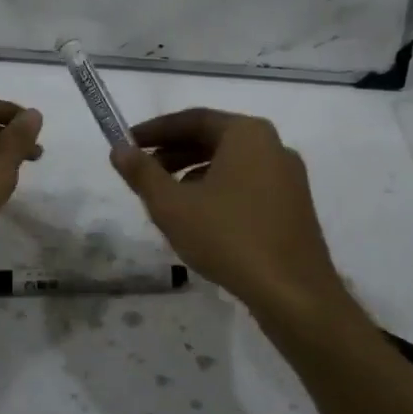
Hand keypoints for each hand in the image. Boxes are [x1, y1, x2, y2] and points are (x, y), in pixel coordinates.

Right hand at [112, 109, 344, 318]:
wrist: (294, 293)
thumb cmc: (228, 238)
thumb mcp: (173, 206)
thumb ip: (142, 174)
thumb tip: (119, 149)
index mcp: (247, 134)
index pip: (192, 119)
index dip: (155, 130)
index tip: (127, 144)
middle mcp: (273, 146)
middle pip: (213, 138)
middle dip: (174, 152)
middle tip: (142, 170)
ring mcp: (288, 176)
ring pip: (230, 163)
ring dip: (193, 173)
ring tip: (166, 197)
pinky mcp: (293, 205)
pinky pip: (247, 184)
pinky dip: (218, 189)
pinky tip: (200, 218)